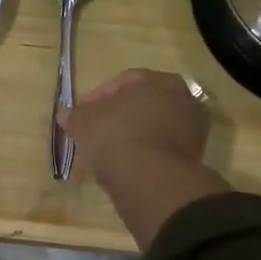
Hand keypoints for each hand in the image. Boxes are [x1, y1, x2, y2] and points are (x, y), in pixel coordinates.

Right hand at [63, 70, 226, 249]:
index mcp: (158, 80)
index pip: (122, 82)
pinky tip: (123, 167)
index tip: (81, 114)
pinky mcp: (194, 156)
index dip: (97, 98)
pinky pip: (160, 149)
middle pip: (140, 105)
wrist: (151, 179)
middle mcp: (182, 98)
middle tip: (94, 133)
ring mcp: (193, 129)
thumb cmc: (115, 137)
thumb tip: (66, 114)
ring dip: (129, 138)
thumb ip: (74, 115)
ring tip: (105, 155)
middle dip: (115, 118)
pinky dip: (143, 155)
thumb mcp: (83, 122)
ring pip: (151, 128)